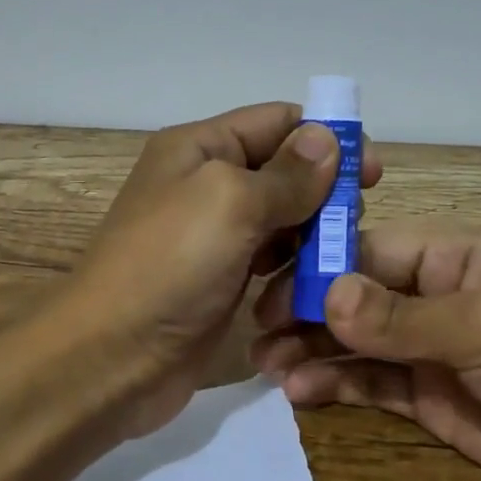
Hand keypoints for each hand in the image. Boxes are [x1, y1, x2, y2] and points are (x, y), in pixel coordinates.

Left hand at [63, 102, 381, 436]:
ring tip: (333, 261)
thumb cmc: (168, 267)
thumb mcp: (230, 204)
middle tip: (351, 225)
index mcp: (201, 147)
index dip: (326, 139)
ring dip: (312, 236)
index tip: (370, 173)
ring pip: (283, 218)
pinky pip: (271, 260)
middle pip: (285, 170)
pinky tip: (307, 287)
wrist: (110, 359)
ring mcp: (214, 235)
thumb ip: (286, 173)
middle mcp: (207, 183)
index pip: (278, 121)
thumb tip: (326, 137)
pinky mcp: (221, 279)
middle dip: (324, 193)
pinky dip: (293, 268)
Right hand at [250, 224, 480, 480]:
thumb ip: (399, 317)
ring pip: (356, 340)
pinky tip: (303, 392)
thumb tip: (325, 296)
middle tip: (255, 333)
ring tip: (268, 368)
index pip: (370, 248)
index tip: (269, 288)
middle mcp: (435, 295)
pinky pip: (371, 382)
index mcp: (452, 257)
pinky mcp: (430, 397)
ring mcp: (430, 349)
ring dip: (312, 349)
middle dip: (306, 310)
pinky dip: (336, 383)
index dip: (319, 266)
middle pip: (355, 294)